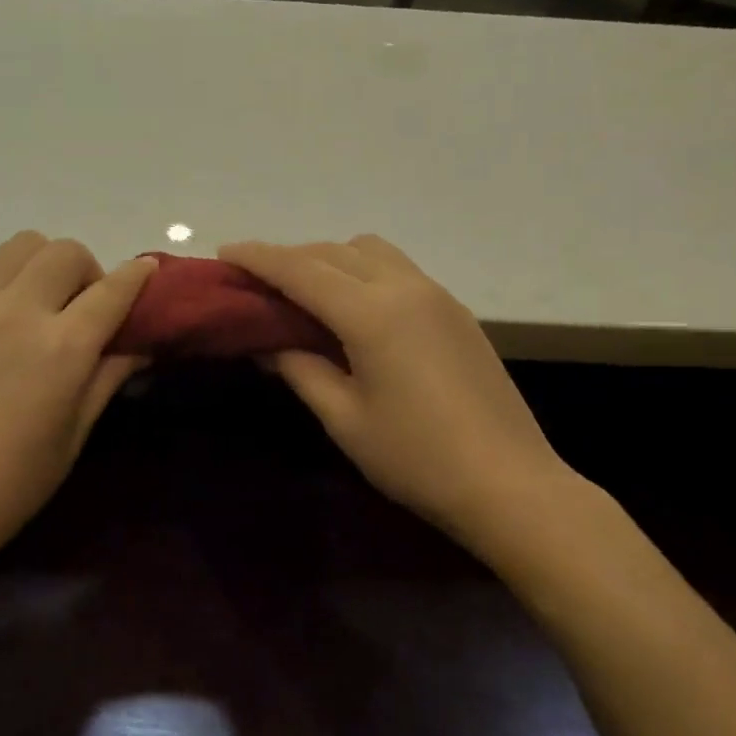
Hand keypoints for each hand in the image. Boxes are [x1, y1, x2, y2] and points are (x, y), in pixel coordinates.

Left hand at [0, 233, 154, 575]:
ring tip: (41, 302)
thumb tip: (140, 346)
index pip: (112, 291)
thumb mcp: (72, 437)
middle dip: (89, 271)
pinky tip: (1, 313)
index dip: (138, 276)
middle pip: (67, 252)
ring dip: (46, 264)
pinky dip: (5, 275)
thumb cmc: (6, 485)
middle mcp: (19, 311)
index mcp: (62, 349)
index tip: (148, 270)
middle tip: (85, 307)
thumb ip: (107, 379)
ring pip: (23, 244)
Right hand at [219, 237, 584, 545]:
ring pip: (370, 251)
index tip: (225, 252)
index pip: (301, 269)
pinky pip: (397, 269)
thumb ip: (300, 369)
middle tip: (258, 282)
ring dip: (331, 258)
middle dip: (291, 257)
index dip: (258, 257)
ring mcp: (436, 295)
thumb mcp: (344, 418)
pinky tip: (354, 310)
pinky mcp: (456, 311)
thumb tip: (266, 344)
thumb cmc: (416, 458)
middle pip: (334, 250)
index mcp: (372, 313)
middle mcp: (405, 287)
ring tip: (307, 294)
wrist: (510, 485)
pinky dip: (362, 272)